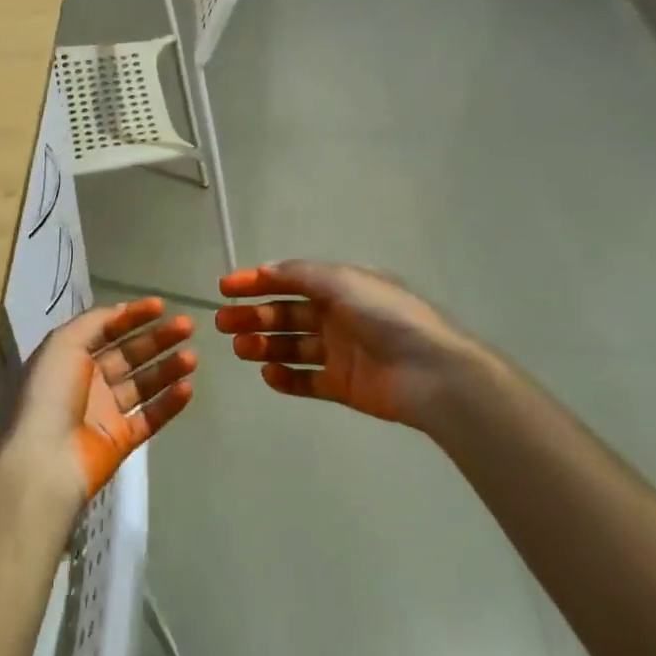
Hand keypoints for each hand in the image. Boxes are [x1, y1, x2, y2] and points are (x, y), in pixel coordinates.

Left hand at [3, 298, 195, 512]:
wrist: (46, 459)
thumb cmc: (51, 393)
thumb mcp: (64, 343)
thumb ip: (94, 322)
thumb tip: (121, 310)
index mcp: (70, 356)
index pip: (106, 329)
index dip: (132, 316)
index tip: (161, 306)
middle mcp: (88, 380)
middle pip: (129, 354)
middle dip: (157, 339)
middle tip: (187, 326)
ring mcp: (105, 412)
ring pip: (143, 384)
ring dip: (168, 368)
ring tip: (193, 357)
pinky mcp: (121, 440)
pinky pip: (150, 417)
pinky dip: (169, 403)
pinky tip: (188, 388)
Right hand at [215, 261, 488, 437]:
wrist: (431, 373)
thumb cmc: (386, 317)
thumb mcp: (342, 282)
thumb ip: (299, 275)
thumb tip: (264, 269)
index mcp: (340, 287)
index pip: (290, 280)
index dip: (256, 282)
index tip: (224, 288)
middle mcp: (337, 316)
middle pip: (285, 314)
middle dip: (253, 315)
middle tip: (223, 323)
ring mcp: (340, 352)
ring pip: (291, 346)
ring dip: (264, 344)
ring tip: (242, 349)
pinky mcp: (342, 385)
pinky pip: (306, 380)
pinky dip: (285, 378)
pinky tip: (268, 374)